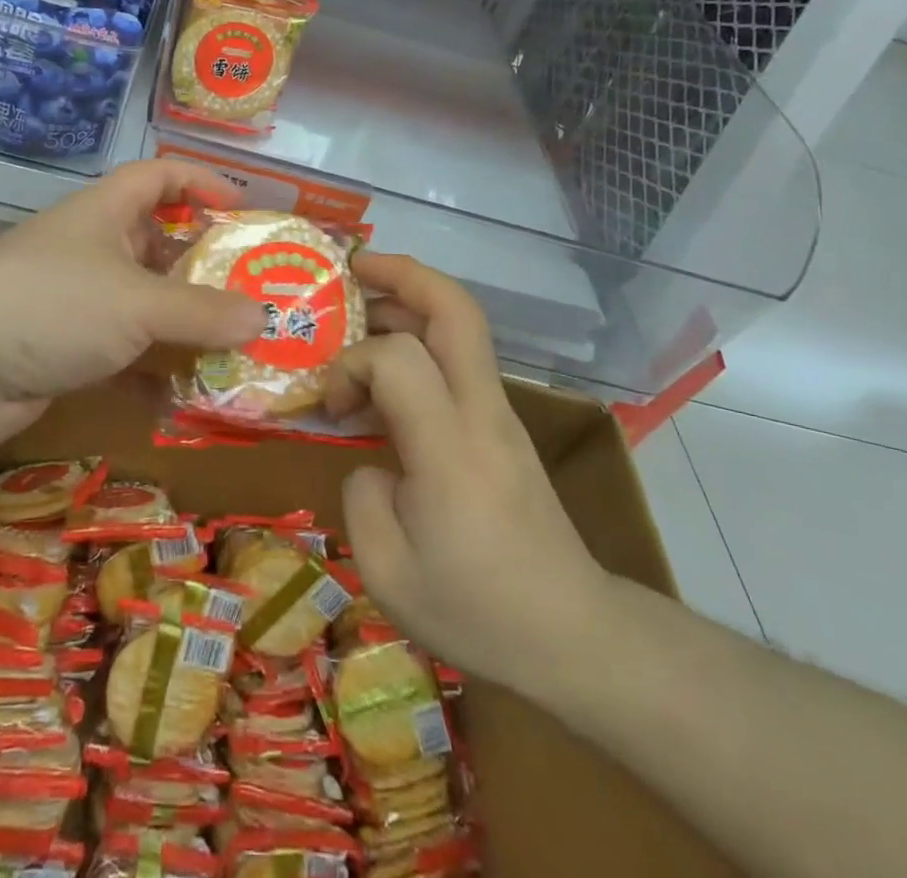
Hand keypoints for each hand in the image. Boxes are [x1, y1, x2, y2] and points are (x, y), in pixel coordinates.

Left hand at [0, 160, 266, 445]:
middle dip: (207, 269)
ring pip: (146, 307)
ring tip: (239, 347)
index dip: (203, 183)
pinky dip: (154, 373)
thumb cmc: (55, 304)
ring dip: (186, 328)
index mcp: (108, 213)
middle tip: (258, 293)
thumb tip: (263, 317)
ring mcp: (80, 302)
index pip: (161, 177)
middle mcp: (95, 249)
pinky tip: (190, 397)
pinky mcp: (68, 350)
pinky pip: (125, 356)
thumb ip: (203, 311)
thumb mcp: (139, 302)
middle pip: (161, 246)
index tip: (245, 210)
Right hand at [325, 253, 612, 693]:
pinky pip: (458, 361)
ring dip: (408, 304)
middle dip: (402, 274)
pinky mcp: (502, 426)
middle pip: (455, 308)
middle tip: (352, 270)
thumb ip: (361, 496)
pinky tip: (384, 381)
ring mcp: (499, 414)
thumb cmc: (477, 610)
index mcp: (451, 445)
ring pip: (460, 326)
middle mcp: (481, 411)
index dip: (353, 364)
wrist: (573, 636)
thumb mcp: (388, 573)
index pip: (399, 357)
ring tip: (358, 315)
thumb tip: (370, 458)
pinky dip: (418, 345)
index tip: (333, 405)